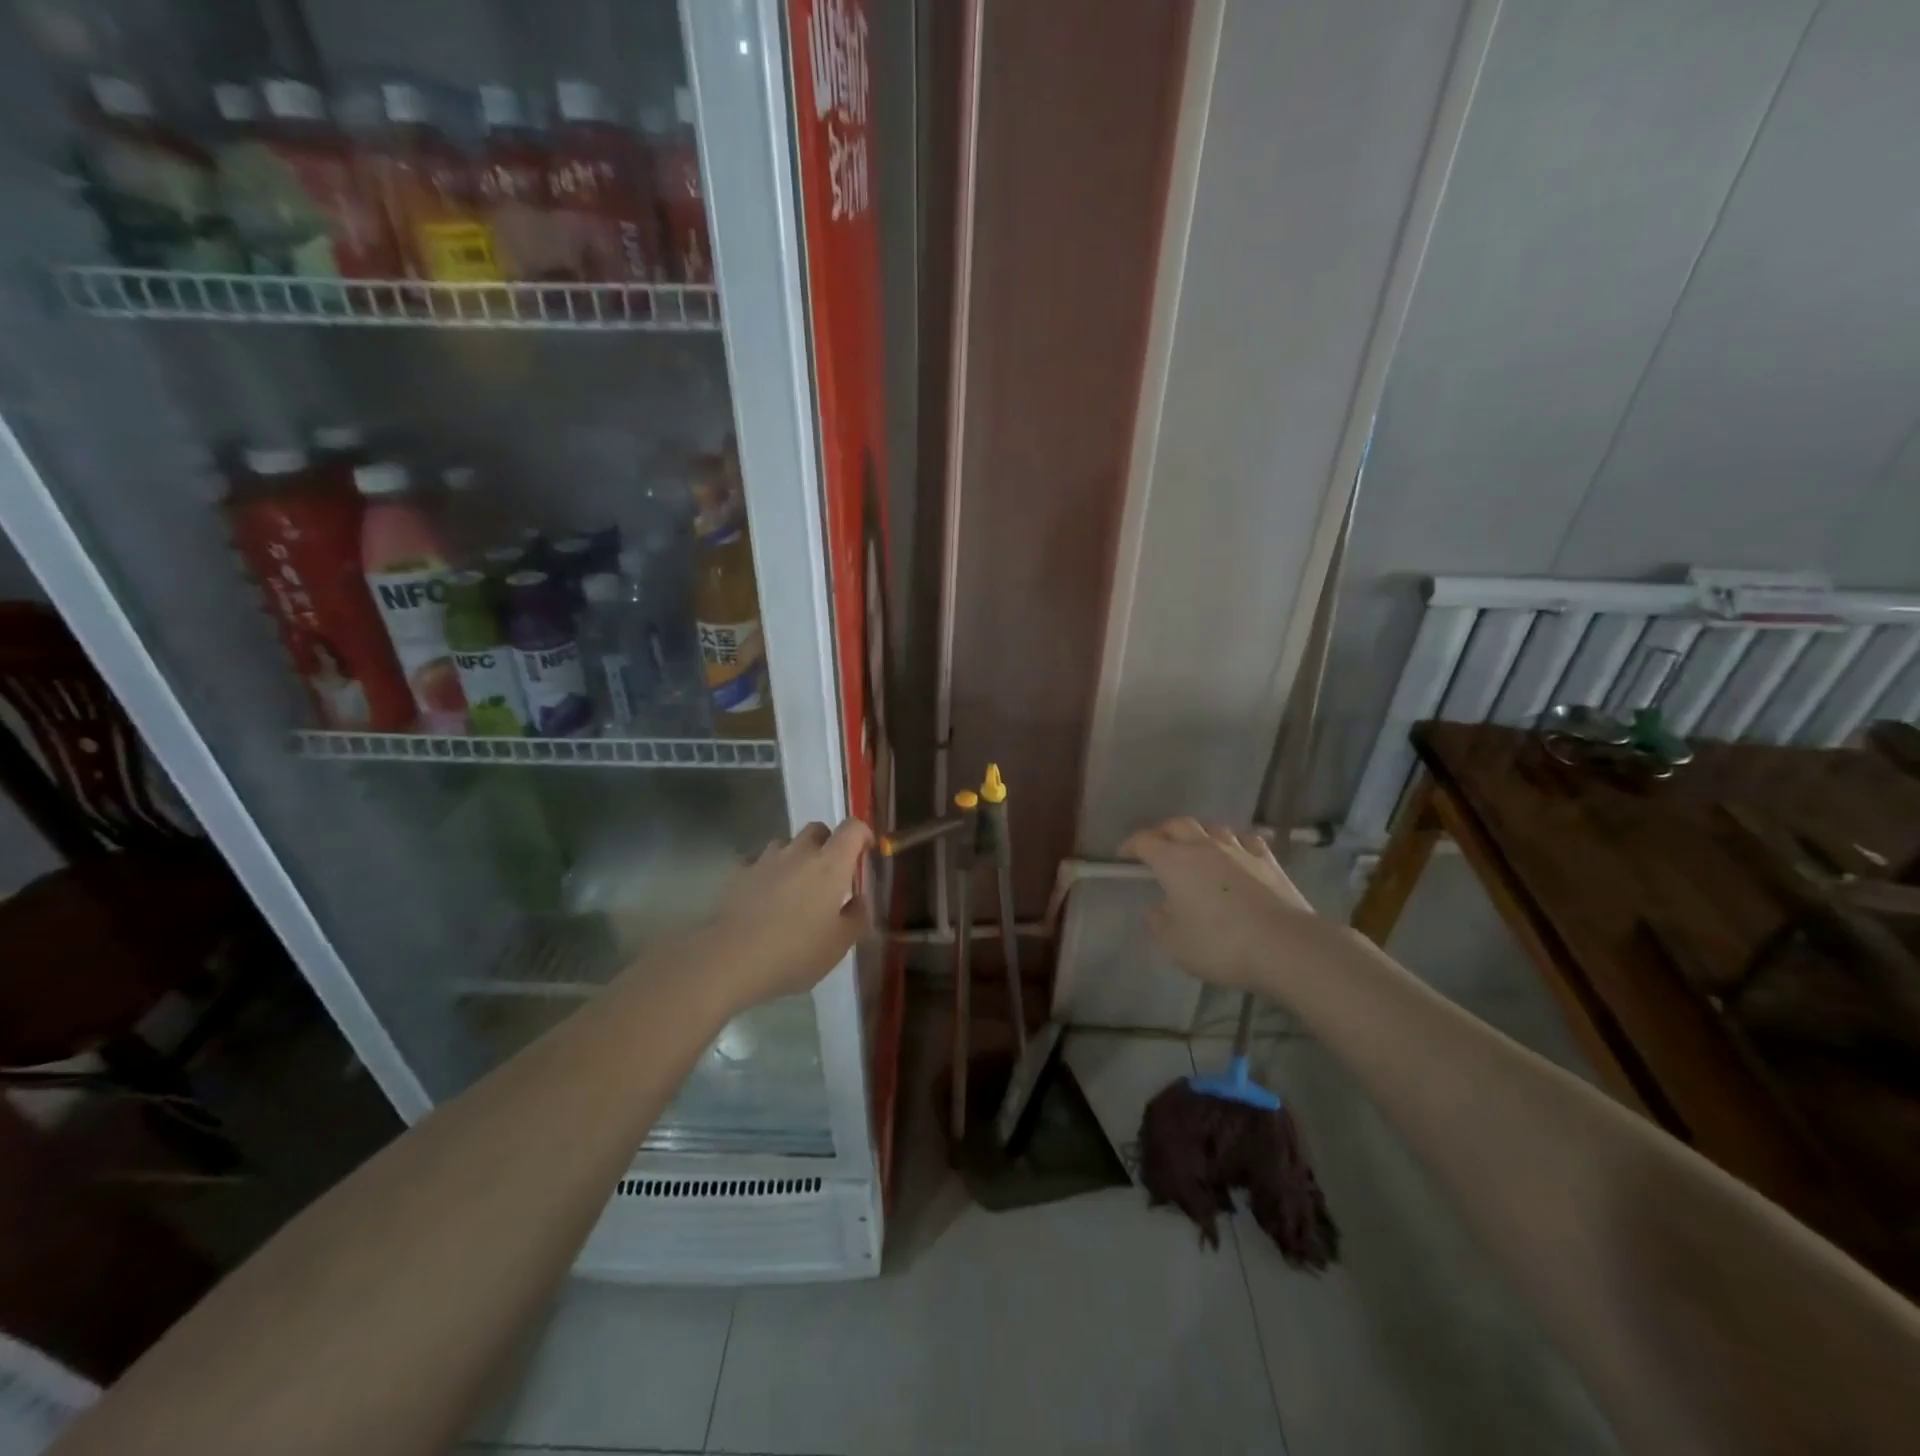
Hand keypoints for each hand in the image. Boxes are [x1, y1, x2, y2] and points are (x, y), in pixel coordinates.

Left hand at [705, 819, 873, 1007]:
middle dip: (828, 843)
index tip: (866, 851)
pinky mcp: (738, 873)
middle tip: (830, 873)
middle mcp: (799, 852)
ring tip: (794, 886)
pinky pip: (758, 862)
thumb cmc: (795, 952)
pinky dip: (767, 872)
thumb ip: (857, 917)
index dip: (863, 834)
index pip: (852, 829)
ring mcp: (765, 860)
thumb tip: (860, 900)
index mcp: (830, 865)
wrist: (731, 960)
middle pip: (818, 829)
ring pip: (786, 844)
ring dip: (795, 857)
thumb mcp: (839, 944)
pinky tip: (764, 896)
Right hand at [1119, 818, 1320, 993]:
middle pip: (1178, 824)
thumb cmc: (1220, 944)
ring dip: (1200, 834)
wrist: (1284, 945)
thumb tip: (1156, 909)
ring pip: (1214, 828)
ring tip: (1196, 847)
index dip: (1131, 844)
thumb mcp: (1176, 943)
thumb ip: (1159, 923)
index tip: (1123, 855)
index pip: (1145, 841)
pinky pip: (1247, 841)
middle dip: (1163, 831)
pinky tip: (1238, 853)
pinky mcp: (1269, 862)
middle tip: (1156, 844)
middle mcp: (1204, 847)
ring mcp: (1239, 851)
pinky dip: (1237, 844)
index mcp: (1174, 861)